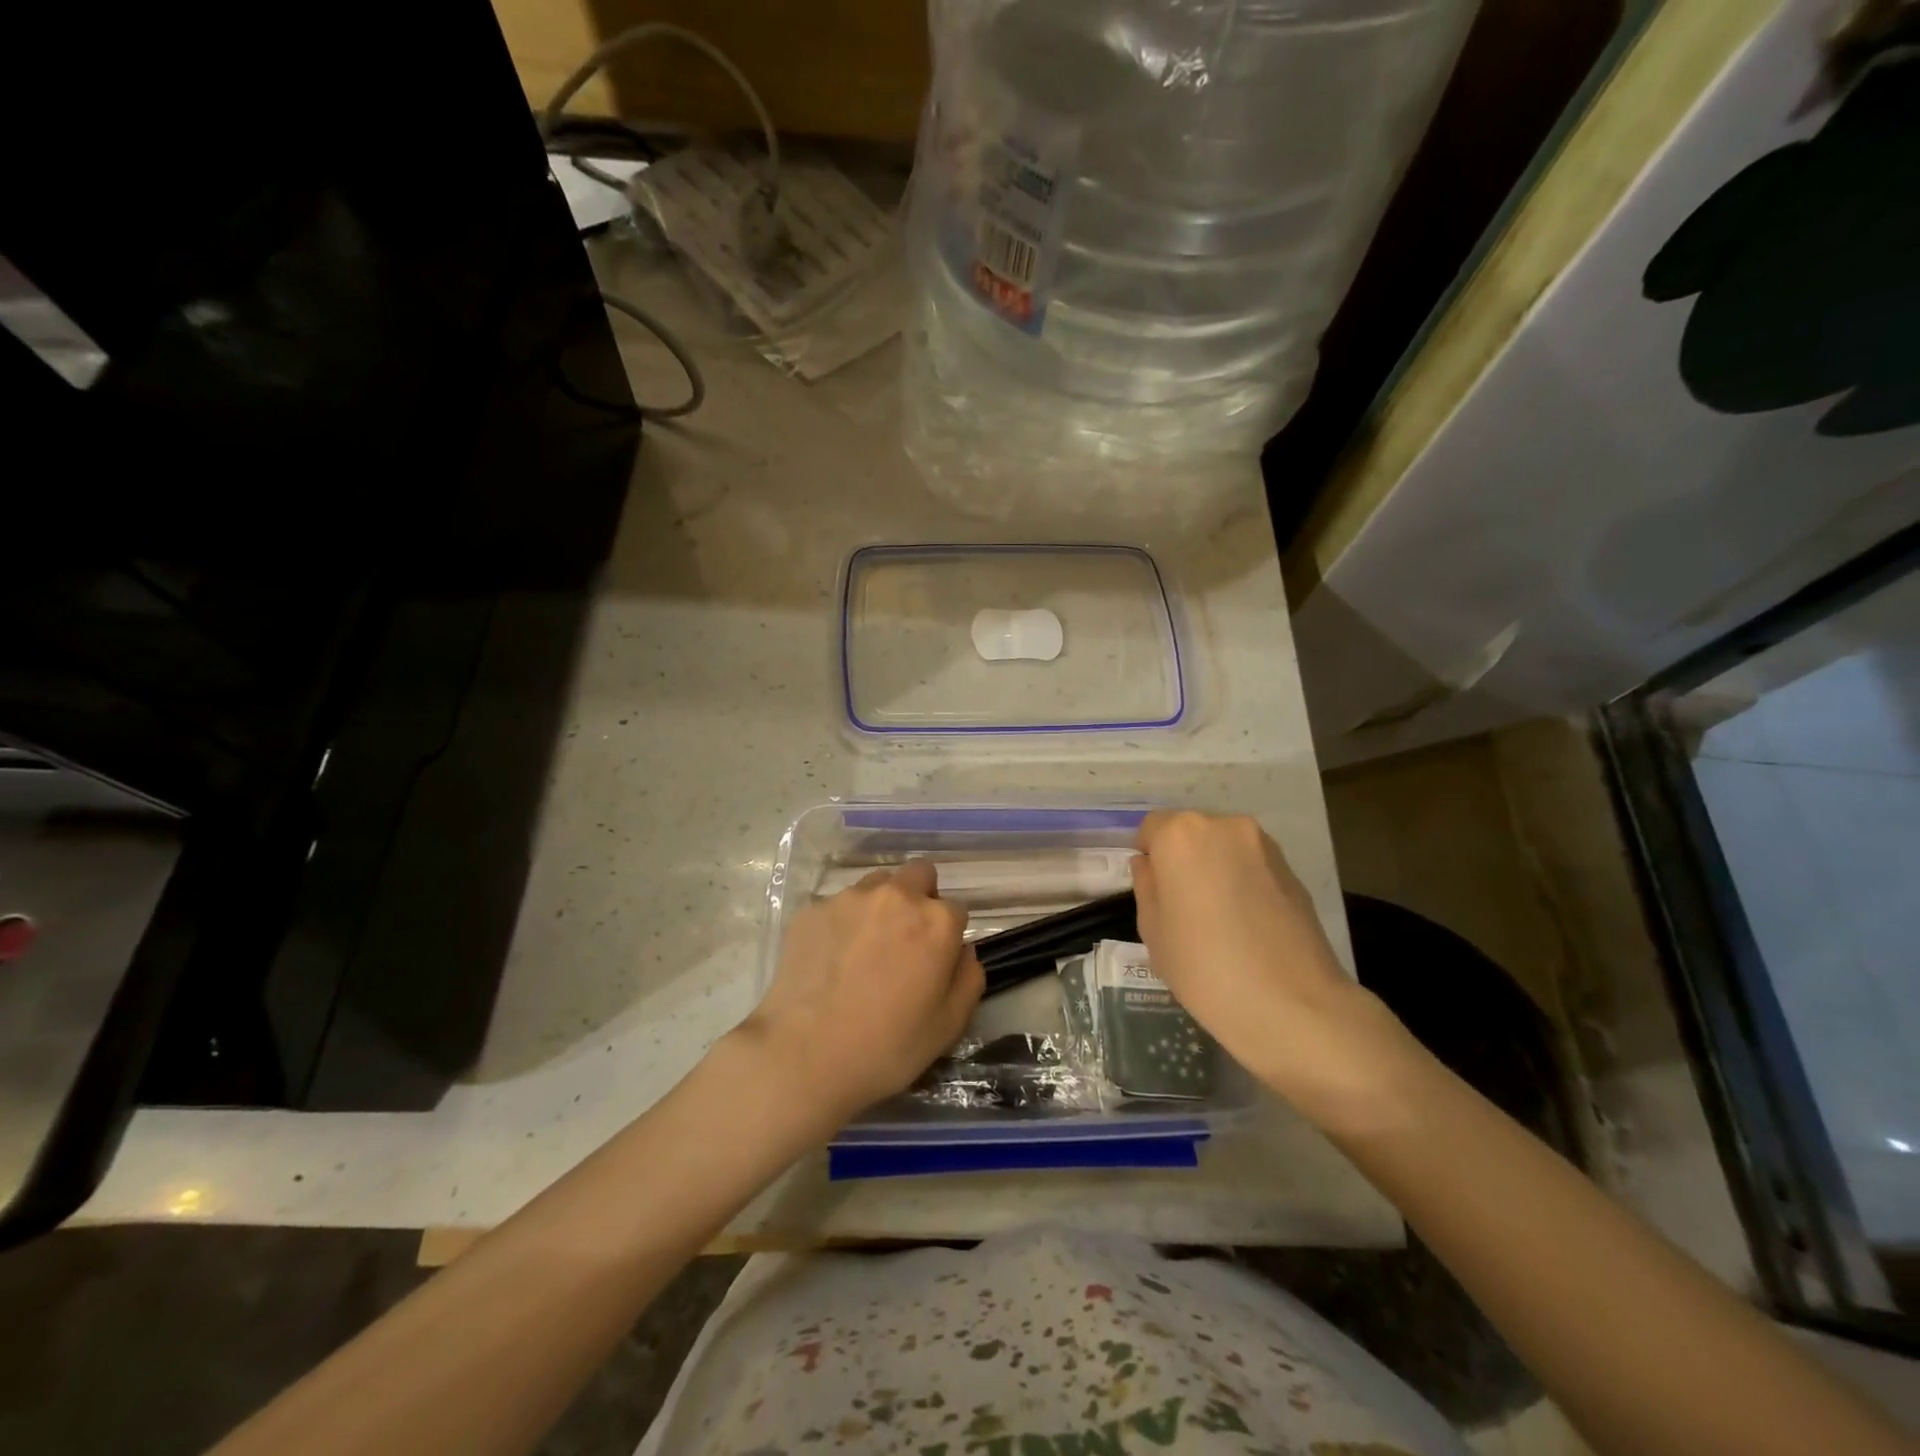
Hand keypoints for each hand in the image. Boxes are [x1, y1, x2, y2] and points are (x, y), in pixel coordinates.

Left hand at [738, 860, 982, 1126]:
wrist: (804, 1056)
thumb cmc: (887, 1047)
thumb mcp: (949, 1025)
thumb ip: (969, 977)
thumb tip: (962, 950)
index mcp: (936, 922)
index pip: (956, 909)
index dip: (948, 935)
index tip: (934, 960)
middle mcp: (896, 896)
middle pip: (919, 874)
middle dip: (920, 898)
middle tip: (905, 940)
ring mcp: (850, 898)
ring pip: (877, 884)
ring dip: (880, 906)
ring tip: (864, 949)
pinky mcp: (812, 909)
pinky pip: (838, 905)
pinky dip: (842, 924)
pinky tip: (830, 961)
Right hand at [1131, 811, 1416, 1131]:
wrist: (1294, 1007)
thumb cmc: (1206, 968)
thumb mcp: (1154, 932)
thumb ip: (1147, 888)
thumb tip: (1151, 866)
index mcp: (1181, 835)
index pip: (1152, 828)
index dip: (1149, 858)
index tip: (1154, 893)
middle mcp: (1224, 827)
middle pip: (1191, 833)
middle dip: (1182, 860)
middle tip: (1183, 907)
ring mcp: (1264, 846)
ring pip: (1224, 848)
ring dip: (1214, 870)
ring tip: (1218, 919)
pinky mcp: (1293, 870)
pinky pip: (1252, 866)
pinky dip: (1243, 883)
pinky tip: (1247, 926)